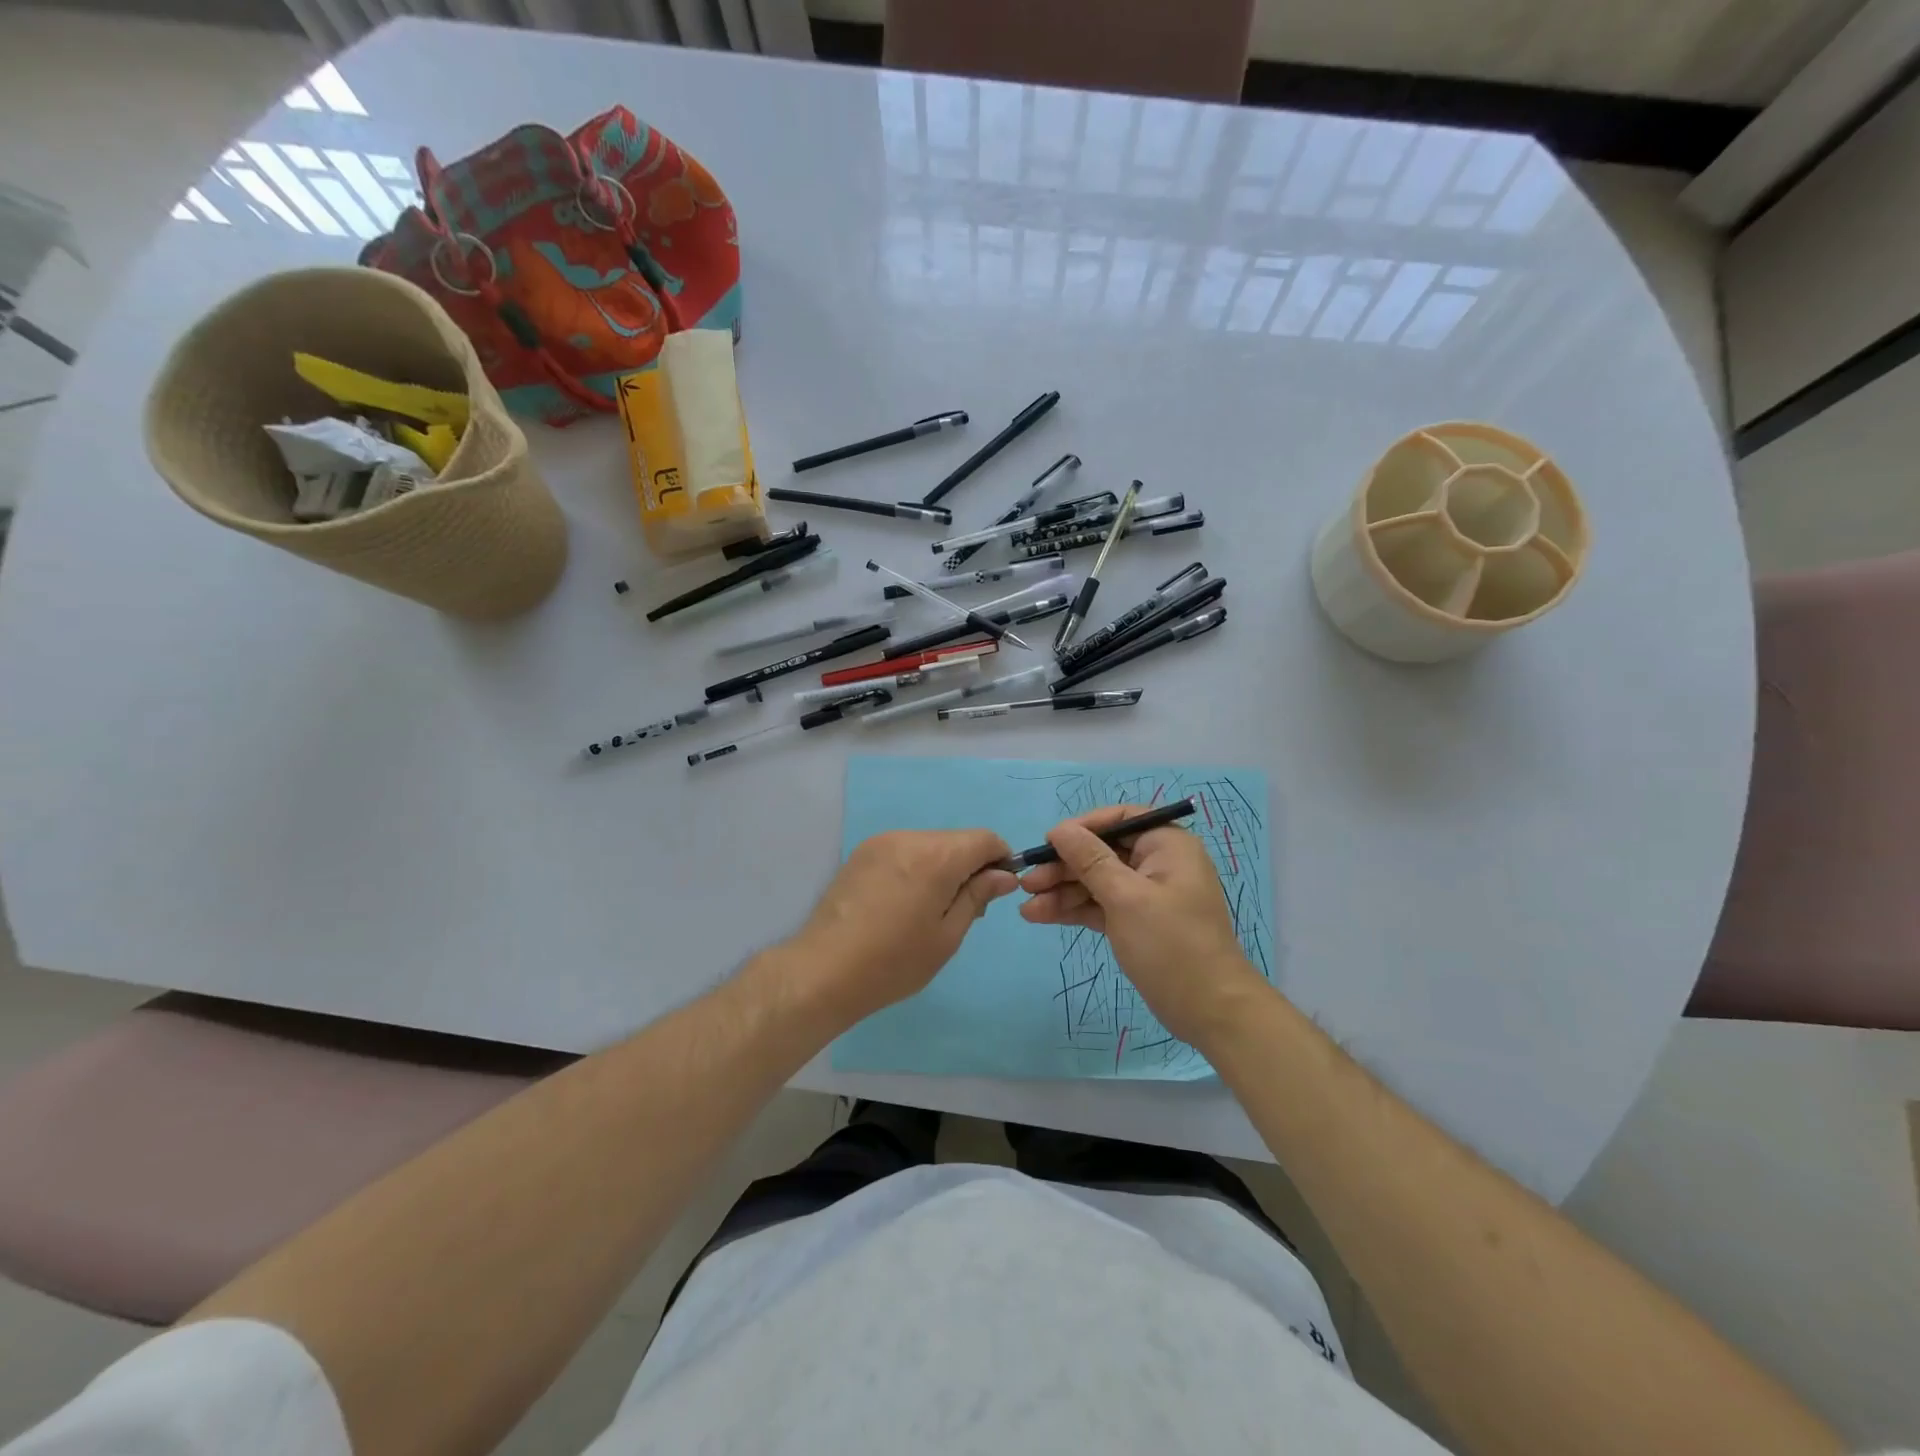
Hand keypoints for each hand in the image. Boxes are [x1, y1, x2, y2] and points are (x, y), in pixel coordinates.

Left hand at [787, 829, 1016, 1024]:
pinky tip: (902, 903)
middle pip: (956, 840)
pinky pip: (903, 851)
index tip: (996, 892)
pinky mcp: (861, 854)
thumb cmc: (894, 961)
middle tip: (961, 911)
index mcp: (937, 856)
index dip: (1000, 860)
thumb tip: (1005, 875)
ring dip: (941, 867)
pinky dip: (915, 868)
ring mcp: (881, 843)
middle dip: (969, 866)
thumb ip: (978, 896)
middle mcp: (909, 837)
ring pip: (929, 845)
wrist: (823, 971)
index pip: (985, 839)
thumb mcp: (947, 935)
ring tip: (927, 910)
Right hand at [1019, 806, 1266, 1046]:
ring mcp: (1147, 895)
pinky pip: (1101, 905)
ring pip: (1097, 881)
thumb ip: (1090, 860)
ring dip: (1062, 892)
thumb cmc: (1171, 944)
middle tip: (1027, 883)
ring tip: (1026, 907)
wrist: (1211, 1011)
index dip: (1082, 827)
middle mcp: (1158, 863)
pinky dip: (1075, 910)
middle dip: (1064, 867)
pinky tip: (1042, 917)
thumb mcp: (1126, 897)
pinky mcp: (1137, 922)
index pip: (1119, 819)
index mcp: (1166, 845)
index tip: (1048, 843)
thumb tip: (1059, 829)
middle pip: (1102, 852)